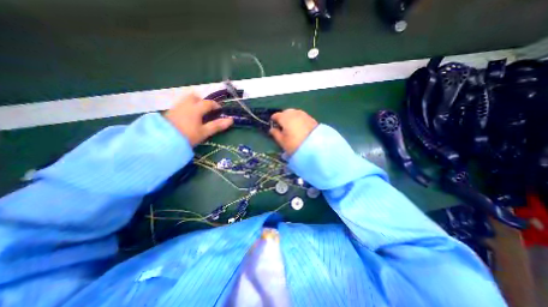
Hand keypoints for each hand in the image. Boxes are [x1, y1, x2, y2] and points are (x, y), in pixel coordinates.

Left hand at [162, 94, 229, 145]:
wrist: (163, 141)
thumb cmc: (188, 136)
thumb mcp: (204, 132)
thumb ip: (217, 125)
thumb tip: (231, 120)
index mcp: (196, 109)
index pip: (208, 103)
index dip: (215, 105)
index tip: (219, 110)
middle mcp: (185, 105)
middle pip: (194, 97)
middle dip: (201, 101)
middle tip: (206, 110)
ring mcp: (176, 107)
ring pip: (186, 100)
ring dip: (193, 104)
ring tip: (197, 115)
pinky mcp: (169, 112)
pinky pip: (180, 105)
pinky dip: (186, 108)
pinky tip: (187, 118)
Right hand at [270, 108, 319, 155]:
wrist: (316, 146)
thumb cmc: (295, 144)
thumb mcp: (282, 141)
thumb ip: (275, 134)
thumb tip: (272, 129)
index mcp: (285, 117)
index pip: (276, 115)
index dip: (273, 120)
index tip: (273, 125)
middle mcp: (294, 113)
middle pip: (285, 112)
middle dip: (282, 117)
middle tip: (282, 126)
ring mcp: (303, 114)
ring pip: (294, 113)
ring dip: (291, 117)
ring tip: (291, 127)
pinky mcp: (310, 117)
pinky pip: (301, 116)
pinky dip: (298, 119)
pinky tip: (299, 126)